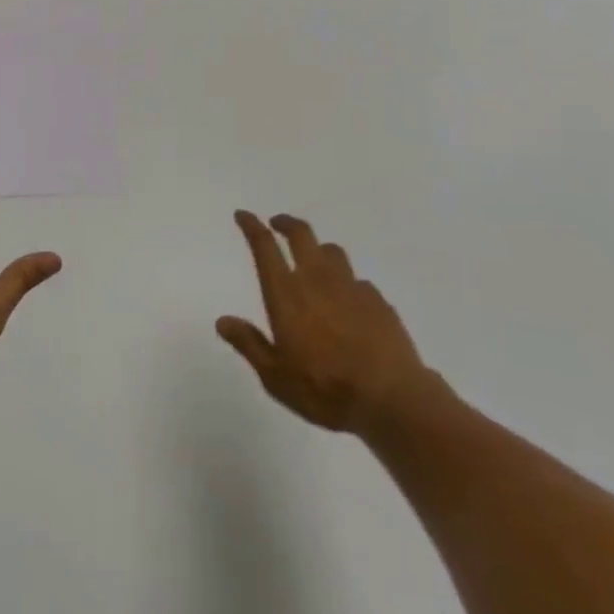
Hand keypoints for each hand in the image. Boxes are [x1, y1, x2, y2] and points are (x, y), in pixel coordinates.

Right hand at [217, 211, 447, 436]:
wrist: (391, 398)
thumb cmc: (325, 389)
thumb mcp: (276, 377)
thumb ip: (249, 344)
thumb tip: (222, 321)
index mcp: (287, 293)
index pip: (265, 246)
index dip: (251, 226)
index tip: (243, 215)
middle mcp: (317, 279)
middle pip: (301, 234)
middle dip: (286, 223)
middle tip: (277, 223)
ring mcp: (350, 286)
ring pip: (331, 251)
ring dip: (318, 249)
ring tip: (314, 259)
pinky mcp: (377, 300)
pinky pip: (357, 281)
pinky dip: (347, 283)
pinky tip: (348, 301)